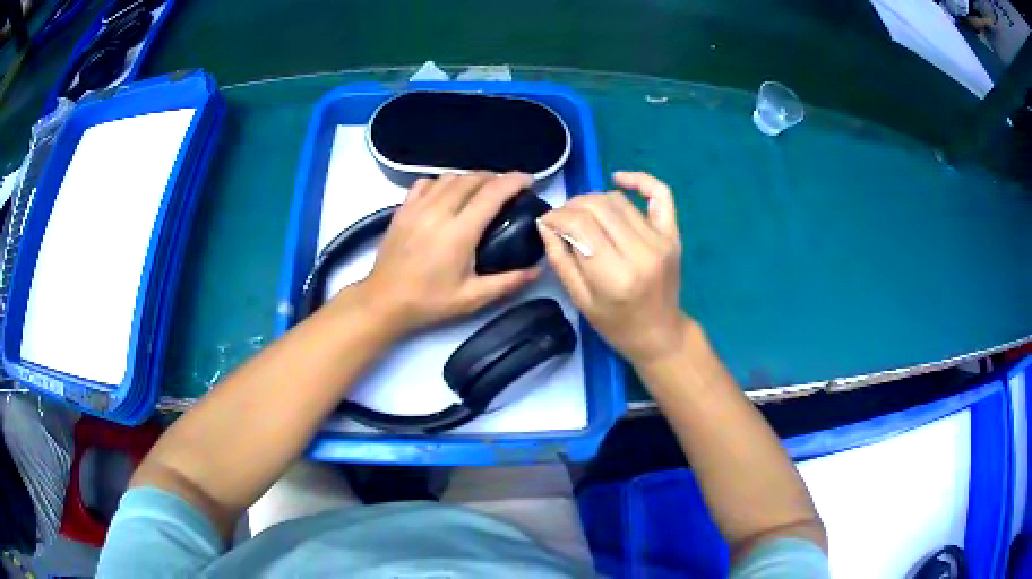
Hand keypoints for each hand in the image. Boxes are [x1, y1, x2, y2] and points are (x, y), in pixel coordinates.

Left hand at [353, 172, 538, 335]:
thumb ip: (508, 282)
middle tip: (510, 189)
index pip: (492, 193)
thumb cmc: (429, 302)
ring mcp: (417, 207)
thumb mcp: (473, 298)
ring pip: (450, 177)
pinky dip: (443, 181)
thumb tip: (538, 270)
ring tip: (482, 189)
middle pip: (472, 178)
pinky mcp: (403, 209)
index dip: (514, 181)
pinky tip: (448, 193)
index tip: (529, 181)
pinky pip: (426, 182)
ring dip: (471, 178)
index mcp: (459, 231)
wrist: (384, 301)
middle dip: (496, 177)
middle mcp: (438, 211)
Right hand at [539, 172, 690, 365]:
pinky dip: (639, 180)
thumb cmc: (616, 325)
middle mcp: (642, 252)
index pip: (580, 225)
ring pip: (619, 200)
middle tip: (562, 219)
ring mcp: (661, 240)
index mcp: (616, 276)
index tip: (547, 222)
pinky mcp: (673, 234)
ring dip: (594, 200)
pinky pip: (660, 194)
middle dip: (572, 206)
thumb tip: (546, 223)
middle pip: (598, 207)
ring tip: (583, 214)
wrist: (660, 334)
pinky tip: (618, 179)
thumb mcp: (580, 301)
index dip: (557, 217)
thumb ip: (561, 260)